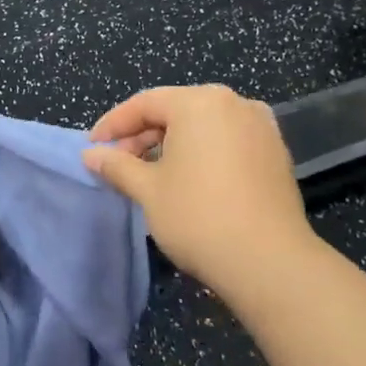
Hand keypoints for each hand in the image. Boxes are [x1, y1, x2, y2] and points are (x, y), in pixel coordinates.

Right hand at [84, 84, 320, 302]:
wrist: (270, 263)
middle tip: (118, 163)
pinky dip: (201, 152)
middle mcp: (234, 103)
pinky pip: (226, 141)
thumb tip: (90, 155)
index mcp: (199, 102)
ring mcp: (260, 127)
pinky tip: (186, 179)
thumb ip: (116, 165)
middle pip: (175, 110)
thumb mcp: (147, 189)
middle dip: (142, 135)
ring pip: (202, 126)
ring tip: (148, 173)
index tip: (92, 148)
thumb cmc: (198, 216)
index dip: (113, 125)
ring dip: (171, 144)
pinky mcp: (275, 153)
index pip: (144, 103)